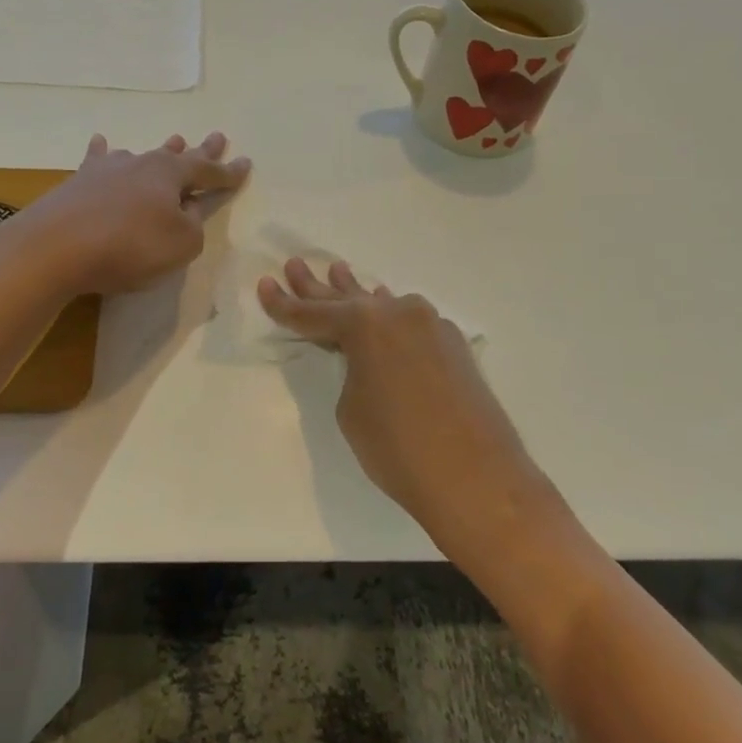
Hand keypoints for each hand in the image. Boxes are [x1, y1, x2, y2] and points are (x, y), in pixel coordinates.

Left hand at [14, 132, 249, 295]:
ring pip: (140, 156)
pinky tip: (101, 142)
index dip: (228, 172)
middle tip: (218, 136)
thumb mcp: (180, 245)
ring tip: (173, 140)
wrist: (54, 247)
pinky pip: (97, 162)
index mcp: (170, 176)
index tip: (245, 163)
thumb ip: (192, 227)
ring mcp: (106, 171)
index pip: (208, 171)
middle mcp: (141, 164)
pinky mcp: (77, 184)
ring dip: (160, 150)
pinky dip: (103, 153)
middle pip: (177, 155)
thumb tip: (186, 213)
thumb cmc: (129, 246)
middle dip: (200, 149)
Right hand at [257, 259, 547, 553]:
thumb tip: (367, 362)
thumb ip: (351, 373)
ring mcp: (431, 326)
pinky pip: (409, 321)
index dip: (284, 304)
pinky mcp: (453, 346)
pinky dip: (389, 316)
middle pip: (348, 299)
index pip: (313, 314)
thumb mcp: (352, 410)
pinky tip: (383, 307)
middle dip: (318, 287)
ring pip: (383, 305)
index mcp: (365, 325)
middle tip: (296, 265)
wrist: (477, 478)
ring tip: (337, 270)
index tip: (264, 285)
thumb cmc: (398, 448)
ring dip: (358, 294)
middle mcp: (399, 314)